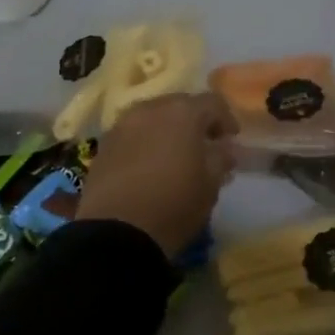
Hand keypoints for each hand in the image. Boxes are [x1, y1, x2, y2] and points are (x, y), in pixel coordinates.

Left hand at [75, 93, 238, 256]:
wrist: (116, 232)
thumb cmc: (174, 205)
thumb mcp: (210, 186)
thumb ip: (221, 159)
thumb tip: (225, 148)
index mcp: (183, 113)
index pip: (213, 102)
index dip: (226, 119)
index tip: (231, 140)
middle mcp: (151, 109)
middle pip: (179, 105)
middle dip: (195, 122)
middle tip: (203, 147)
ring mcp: (122, 125)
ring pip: (152, 118)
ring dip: (167, 130)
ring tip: (174, 156)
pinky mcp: (103, 145)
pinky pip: (132, 134)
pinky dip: (144, 143)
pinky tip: (148, 166)